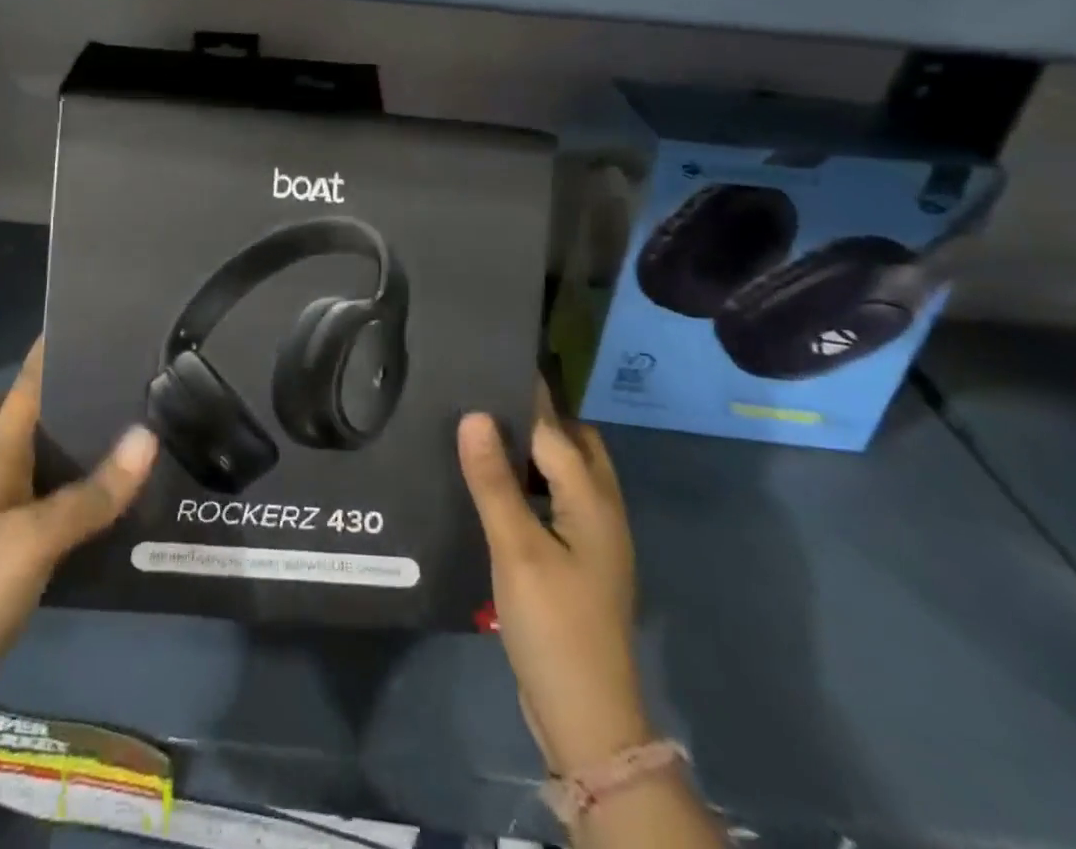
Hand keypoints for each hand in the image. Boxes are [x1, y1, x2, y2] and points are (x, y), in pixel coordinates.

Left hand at [0, 340, 158, 761]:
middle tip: (81, 389)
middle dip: (27, 395)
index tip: (74, 323)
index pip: (19, 391)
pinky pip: (12, 499)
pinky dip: (37, 486)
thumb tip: (147, 435)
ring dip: (30, 439)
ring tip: (83, 434)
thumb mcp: (36, 539)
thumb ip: (93, 492)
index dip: (42, 356)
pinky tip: (70, 500)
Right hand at [458, 383, 648, 776]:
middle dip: (539, 415)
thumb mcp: (517, 550)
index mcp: (593, 500)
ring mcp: (594, 539)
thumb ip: (494, 481)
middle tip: (485, 394)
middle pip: (575, 444)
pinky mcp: (579, 562)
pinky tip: (497, 485)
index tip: (492, 358)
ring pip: (567, 473)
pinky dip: (533, 480)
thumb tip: (474, 414)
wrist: (587, 718)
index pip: (554, 429)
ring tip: (485, 430)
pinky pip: (557, 499)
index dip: (524, 395)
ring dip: (536, 448)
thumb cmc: (554, 626)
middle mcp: (602, 510)